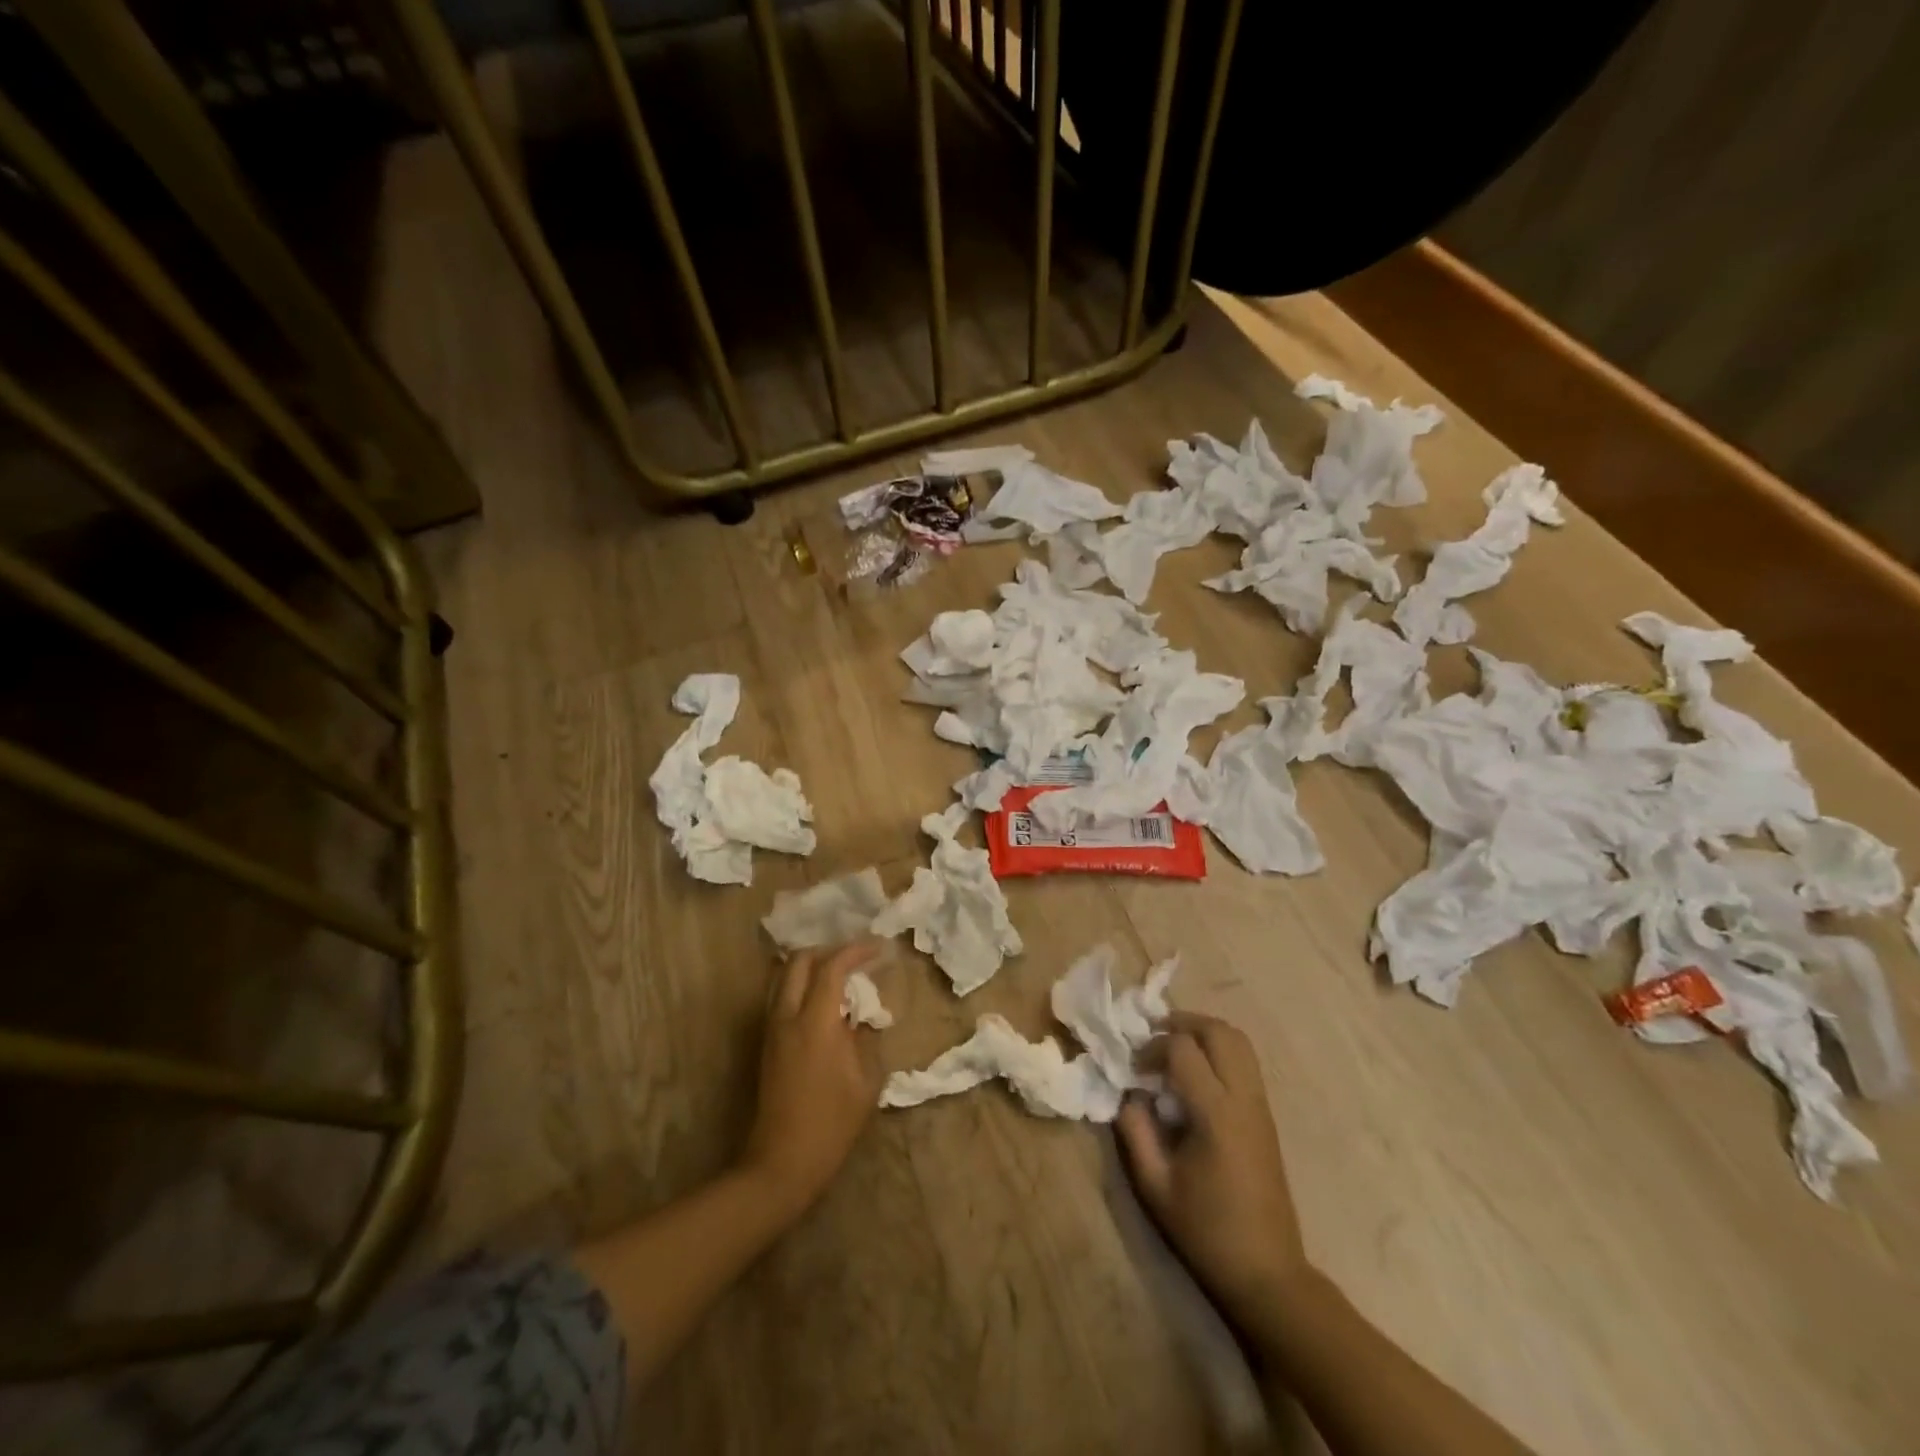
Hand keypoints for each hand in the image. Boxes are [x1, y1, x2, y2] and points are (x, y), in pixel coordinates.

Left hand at [738, 941, 886, 1217]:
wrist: (783, 1161)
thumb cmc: (832, 1122)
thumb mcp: (866, 1080)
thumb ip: (866, 1037)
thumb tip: (864, 1014)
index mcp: (815, 1022)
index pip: (832, 967)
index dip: (856, 951)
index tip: (878, 948)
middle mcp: (787, 1016)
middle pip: (800, 961)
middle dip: (829, 950)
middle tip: (855, 958)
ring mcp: (772, 1028)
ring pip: (785, 976)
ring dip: (812, 966)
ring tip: (840, 975)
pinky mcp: (767, 1042)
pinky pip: (781, 995)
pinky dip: (801, 985)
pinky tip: (823, 1000)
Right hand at [1116, 1012, 1309, 1331]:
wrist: (1267, 1272)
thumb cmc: (1206, 1231)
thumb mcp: (1155, 1185)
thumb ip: (1135, 1130)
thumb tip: (1128, 1094)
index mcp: (1216, 1114)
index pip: (1183, 1049)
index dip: (1153, 1047)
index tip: (1134, 1068)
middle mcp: (1244, 1099)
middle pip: (1219, 1031)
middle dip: (1183, 1023)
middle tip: (1153, 1039)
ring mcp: (1261, 1105)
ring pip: (1238, 1041)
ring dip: (1204, 1033)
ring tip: (1174, 1050)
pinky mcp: (1266, 1116)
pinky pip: (1245, 1062)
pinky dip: (1219, 1050)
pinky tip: (1195, 1076)